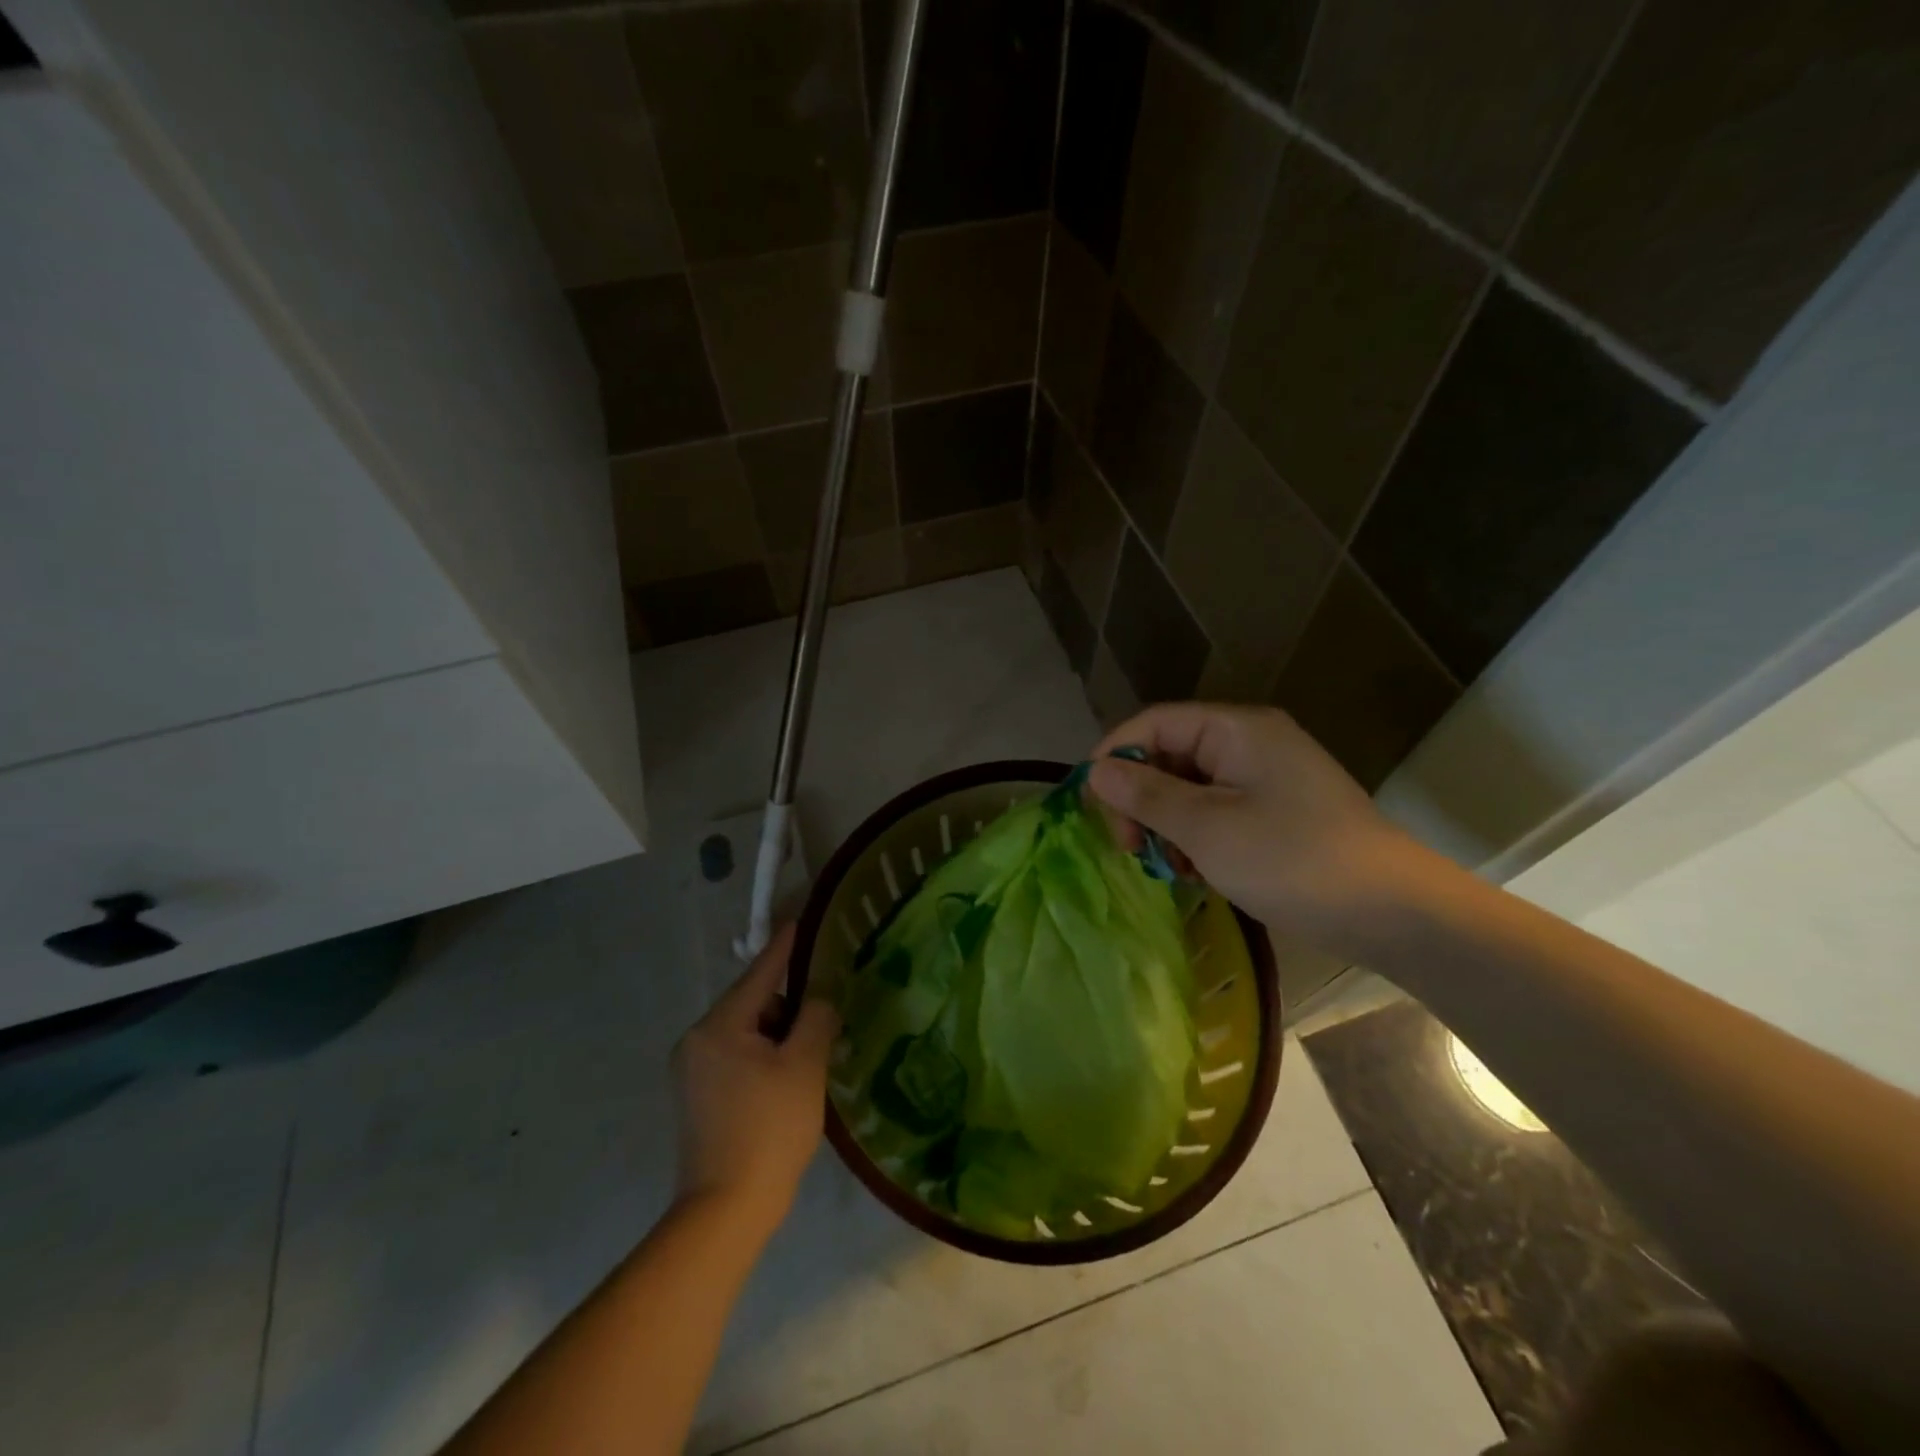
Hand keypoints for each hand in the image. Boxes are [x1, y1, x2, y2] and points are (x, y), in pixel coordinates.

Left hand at [672, 923, 838, 1235]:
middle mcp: (696, 1040)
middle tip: (824, 1022)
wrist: (725, 1212)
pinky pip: (735, 1056)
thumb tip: (819, 999)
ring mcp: (691, 1071)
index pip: (760, 972)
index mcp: (719, 1026)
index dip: (786, 947)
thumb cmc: (769, 1130)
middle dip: (788, 1006)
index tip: (801, 920)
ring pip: (745, 1031)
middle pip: (752, 1003)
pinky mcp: (696, 1097)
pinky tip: (786, 1081)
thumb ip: (816, 1018)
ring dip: (777, 1035)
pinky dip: (762, 1057)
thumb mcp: (804, 1067)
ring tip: (809, 1059)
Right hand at [1088, 703, 1432, 961]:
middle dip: (1141, 799)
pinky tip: (1197, 873)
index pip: (1154, 724)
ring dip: (1167, 824)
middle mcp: (1251, 743)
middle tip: (1130, 849)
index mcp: (1236, 730)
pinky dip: (1196, 838)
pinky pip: (1217, 811)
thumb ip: (1147, 795)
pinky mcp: (1277, 812)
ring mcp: (1267, 778)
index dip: (1115, 757)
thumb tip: (1095, 771)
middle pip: (1170, 755)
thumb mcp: (1207, 828)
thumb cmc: (1292, 861)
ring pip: (1190, 788)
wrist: (1394, 913)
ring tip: (1168, 868)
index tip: (1091, 805)